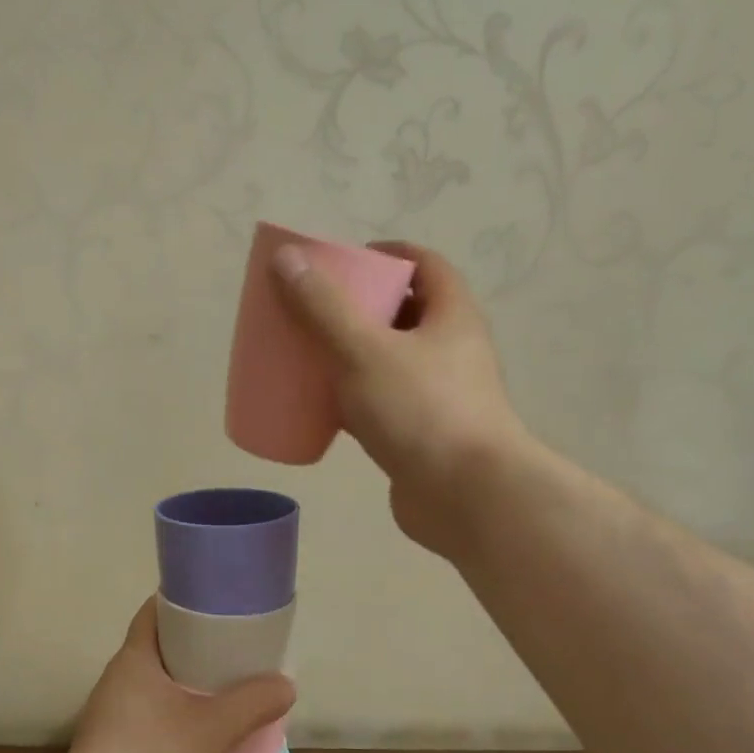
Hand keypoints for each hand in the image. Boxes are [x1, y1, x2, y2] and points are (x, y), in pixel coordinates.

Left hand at [55, 598, 293, 752]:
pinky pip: (155, 723)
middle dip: (200, 651)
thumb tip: (285, 685)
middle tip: (240, 655)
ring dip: (193, 692)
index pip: (156, 611)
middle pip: (163, 651)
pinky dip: (182, 724)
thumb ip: (254, 703)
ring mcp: (113, 719)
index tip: (222, 607)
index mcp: (134, 659)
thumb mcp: (214, 729)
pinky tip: (210, 741)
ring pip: (161, 691)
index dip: (187, 603)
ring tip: (233, 697)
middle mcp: (119, 682)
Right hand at [272, 239, 524, 557]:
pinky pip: (382, 405)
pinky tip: (322, 408)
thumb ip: (323, 307)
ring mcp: (439, 396)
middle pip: (403, 313)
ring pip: (390, 362)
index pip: (423, 264)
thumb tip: (286, 259)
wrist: (467, 497)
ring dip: (353, 355)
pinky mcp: (422, 436)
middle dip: (359, 307)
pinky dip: (354, 401)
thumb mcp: (364, 351)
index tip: (342, 261)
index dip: (384, 255)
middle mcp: (451, 350)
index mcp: (451, 315)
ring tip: (309, 356)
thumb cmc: (421, 412)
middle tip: (314, 310)